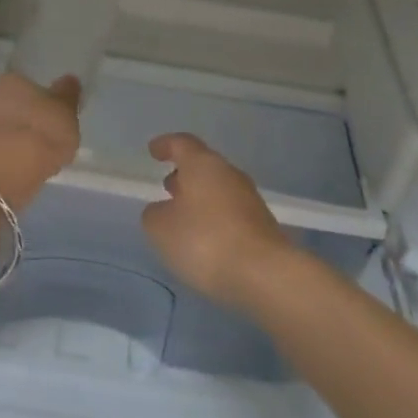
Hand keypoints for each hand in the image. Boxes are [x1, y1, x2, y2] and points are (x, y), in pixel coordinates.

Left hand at [0, 73, 81, 209]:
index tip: (53, 121)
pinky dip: (4, 155)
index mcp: (14, 79)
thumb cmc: (41, 133)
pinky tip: (17, 169)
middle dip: (26, 119)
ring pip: (2, 127)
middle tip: (45, 140)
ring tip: (32, 159)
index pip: (31, 87)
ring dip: (14, 138)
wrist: (2, 170)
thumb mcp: (67, 113)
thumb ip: (68, 96)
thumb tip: (69, 80)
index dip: (44, 104)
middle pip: (14, 106)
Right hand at [141, 133, 294, 308]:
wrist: (264, 273)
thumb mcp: (161, 229)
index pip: (182, 144)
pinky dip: (214, 218)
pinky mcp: (261, 225)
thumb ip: (155, 214)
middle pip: (203, 166)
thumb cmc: (205, 241)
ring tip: (182, 216)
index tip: (153, 150)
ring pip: (218, 189)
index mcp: (203, 165)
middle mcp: (229, 174)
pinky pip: (230, 212)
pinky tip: (204, 238)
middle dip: (184, 174)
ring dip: (199, 198)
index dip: (166, 145)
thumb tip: (163, 210)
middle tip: (167, 186)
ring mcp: (249, 199)